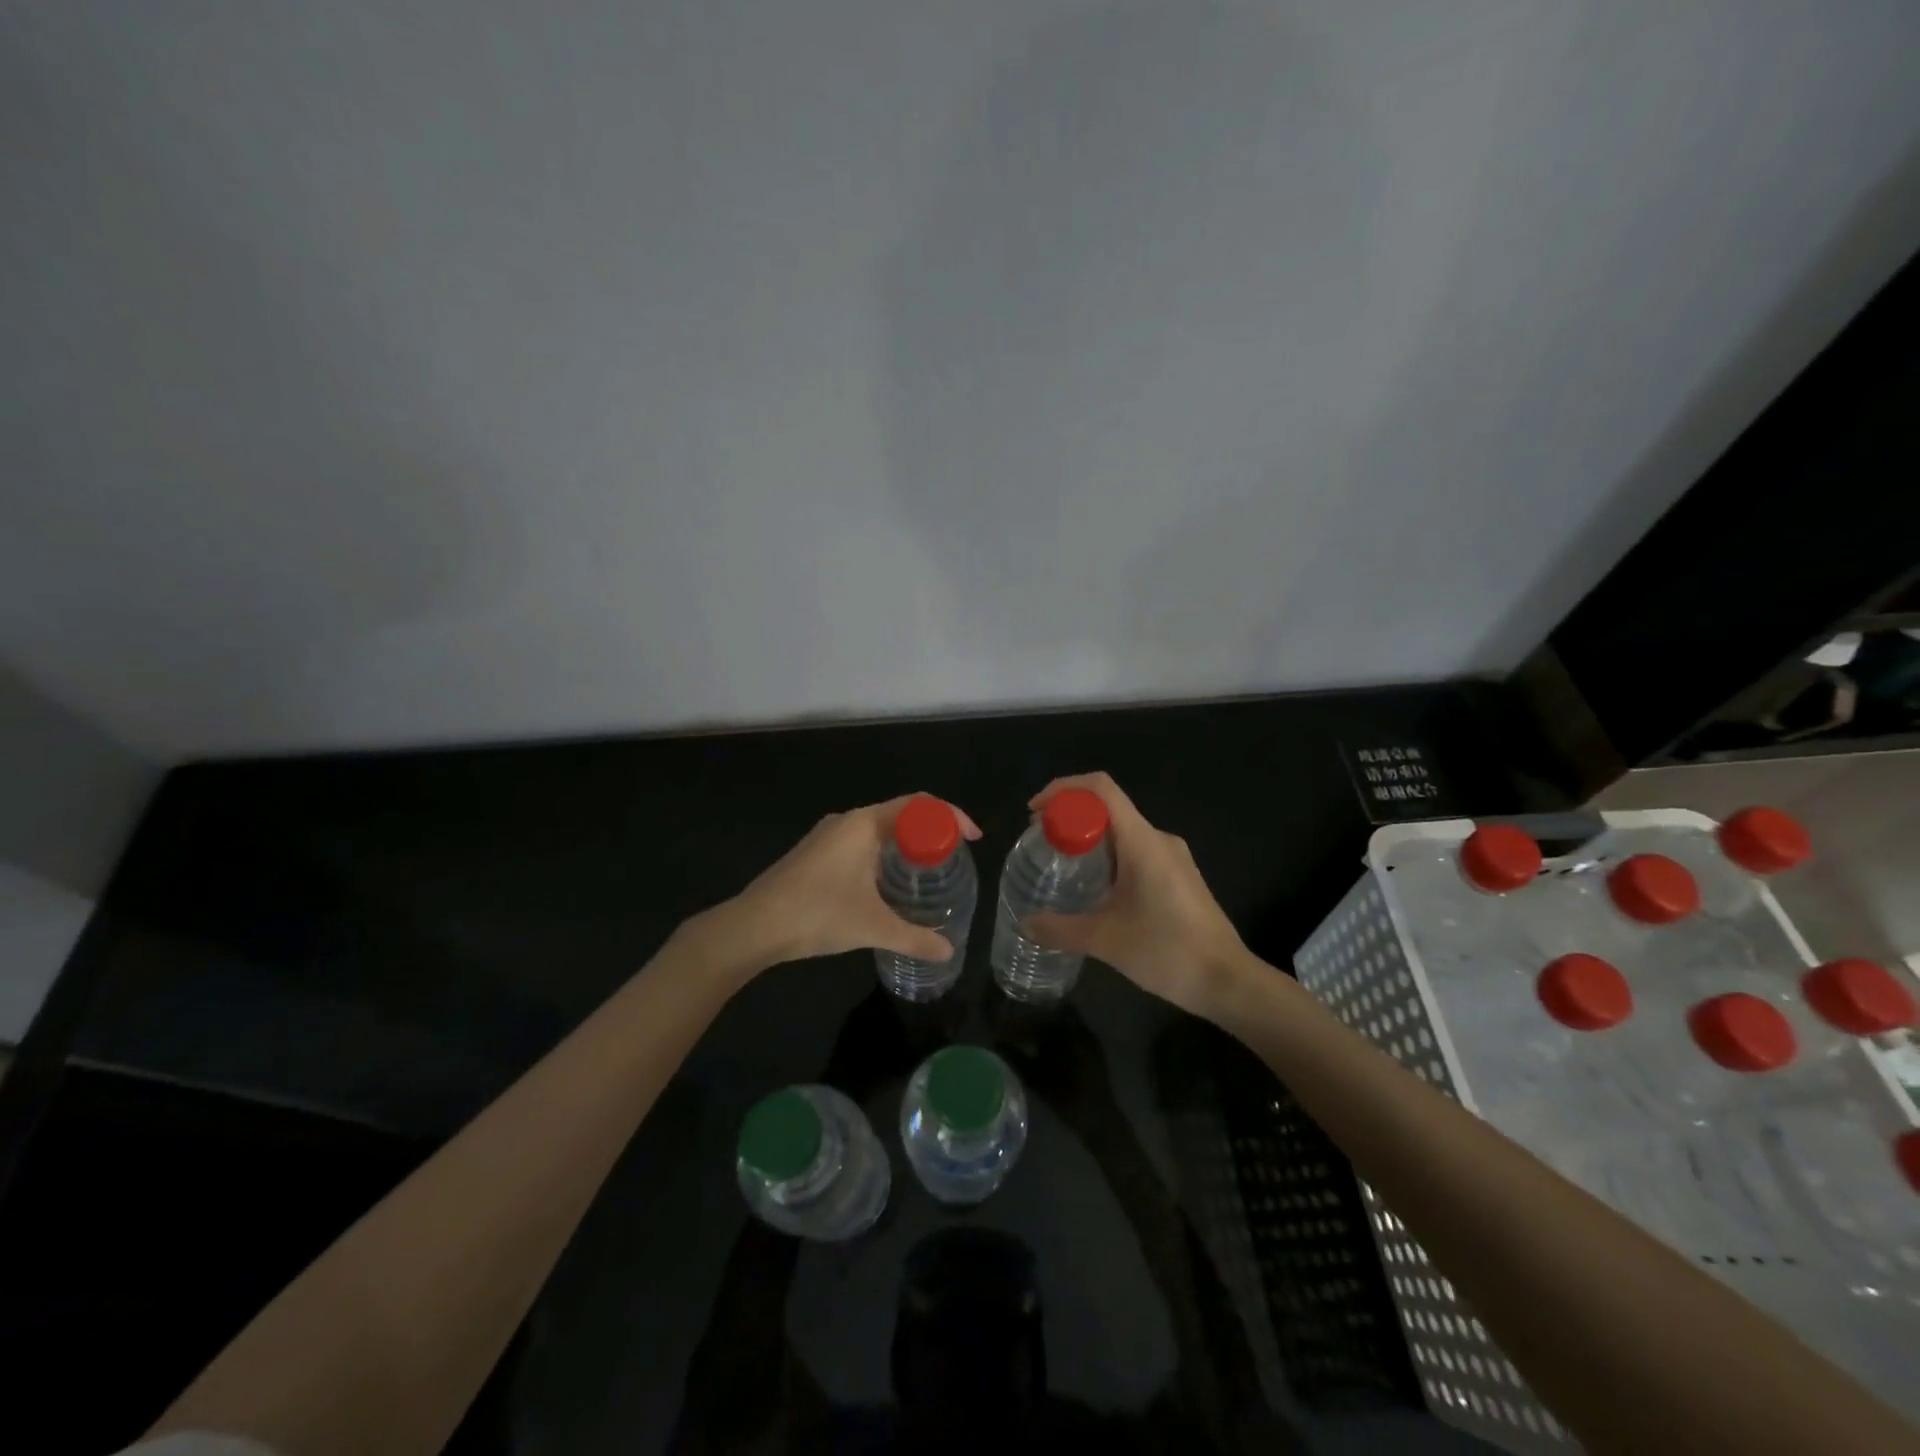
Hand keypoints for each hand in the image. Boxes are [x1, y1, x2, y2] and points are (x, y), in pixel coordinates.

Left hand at [696, 795, 982, 976]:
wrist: (752, 926)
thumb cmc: (817, 914)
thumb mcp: (873, 927)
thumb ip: (914, 938)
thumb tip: (948, 951)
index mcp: (864, 824)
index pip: (919, 805)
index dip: (951, 816)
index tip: (972, 838)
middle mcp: (847, 821)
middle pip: (901, 814)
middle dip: (931, 832)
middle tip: (953, 859)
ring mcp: (827, 837)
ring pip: (878, 830)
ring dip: (905, 845)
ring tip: (927, 873)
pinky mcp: (814, 854)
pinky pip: (860, 843)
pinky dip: (883, 855)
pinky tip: (886, 886)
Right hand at [1024, 773, 1244, 1015]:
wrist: (1228, 982)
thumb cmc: (1167, 951)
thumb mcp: (1104, 941)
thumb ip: (1060, 929)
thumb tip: (1025, 923)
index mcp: (1142, 842)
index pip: (1101, 789)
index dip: (1064, 789)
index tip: (1035, 812)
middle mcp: (1159, 839)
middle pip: (1108, 808)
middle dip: (1070, 817)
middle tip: (1041, 841)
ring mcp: (1173, 858)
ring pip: (1122, 832)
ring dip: (1089, 839)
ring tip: (1061, 865)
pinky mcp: (1179, 877)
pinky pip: (1136, 851)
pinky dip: (1108, 857)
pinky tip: (1095, 889)